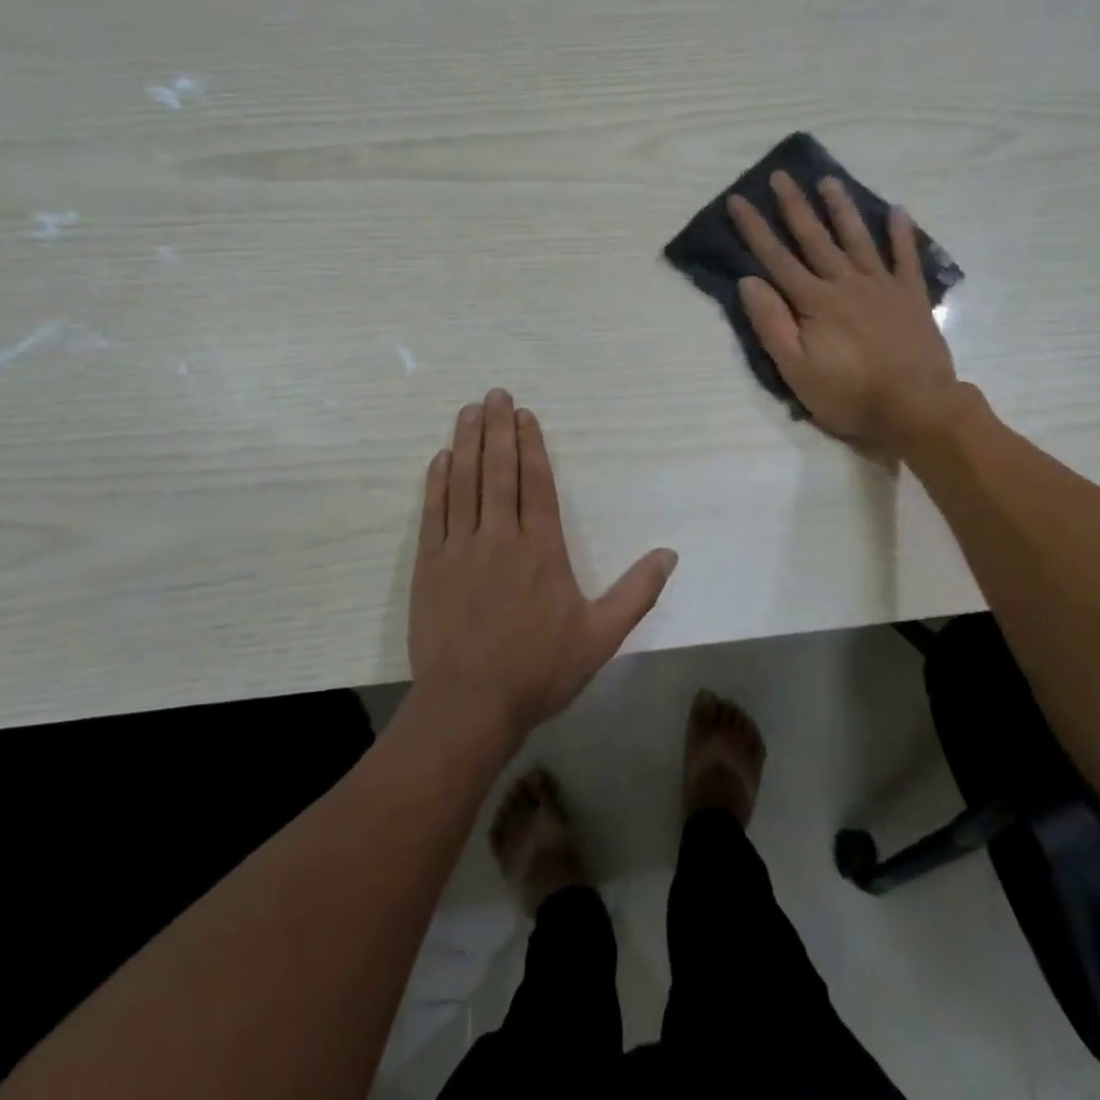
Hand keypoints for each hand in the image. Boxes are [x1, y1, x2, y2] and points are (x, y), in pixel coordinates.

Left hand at [408, 390, 678, 741]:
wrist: (470, 705)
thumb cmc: (539, 669)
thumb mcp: (601, 636)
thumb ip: (636, 592)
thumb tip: (669, 554)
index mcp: (541, 549)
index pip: (536, 483)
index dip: (531, 445)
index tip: (525, 415)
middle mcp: (500, 537)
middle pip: (499, 471)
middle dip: (498, 429)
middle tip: (495, 394)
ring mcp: (460, 549)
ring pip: (464, 483)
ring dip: (468, 443)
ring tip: (469, 411)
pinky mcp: (430, 566)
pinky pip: (434, 513)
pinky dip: (437, 482)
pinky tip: (441, 459)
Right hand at [729, 171, 958, 456]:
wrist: (916, 407)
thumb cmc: (849, 395)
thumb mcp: (796, 370)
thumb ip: (772, 324)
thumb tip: (749, 281)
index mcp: (814, 302)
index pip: (776, 259)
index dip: (755, 229)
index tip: (738, 199)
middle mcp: (845, 283)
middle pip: (814, 238)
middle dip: (794, 206)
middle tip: (781, 175)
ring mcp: (881, 286)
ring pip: (857, 238)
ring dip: (841, 208)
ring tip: (829, 180)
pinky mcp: (911, 296)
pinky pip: (906, 257)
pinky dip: (901, 233)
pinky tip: (897, 211)